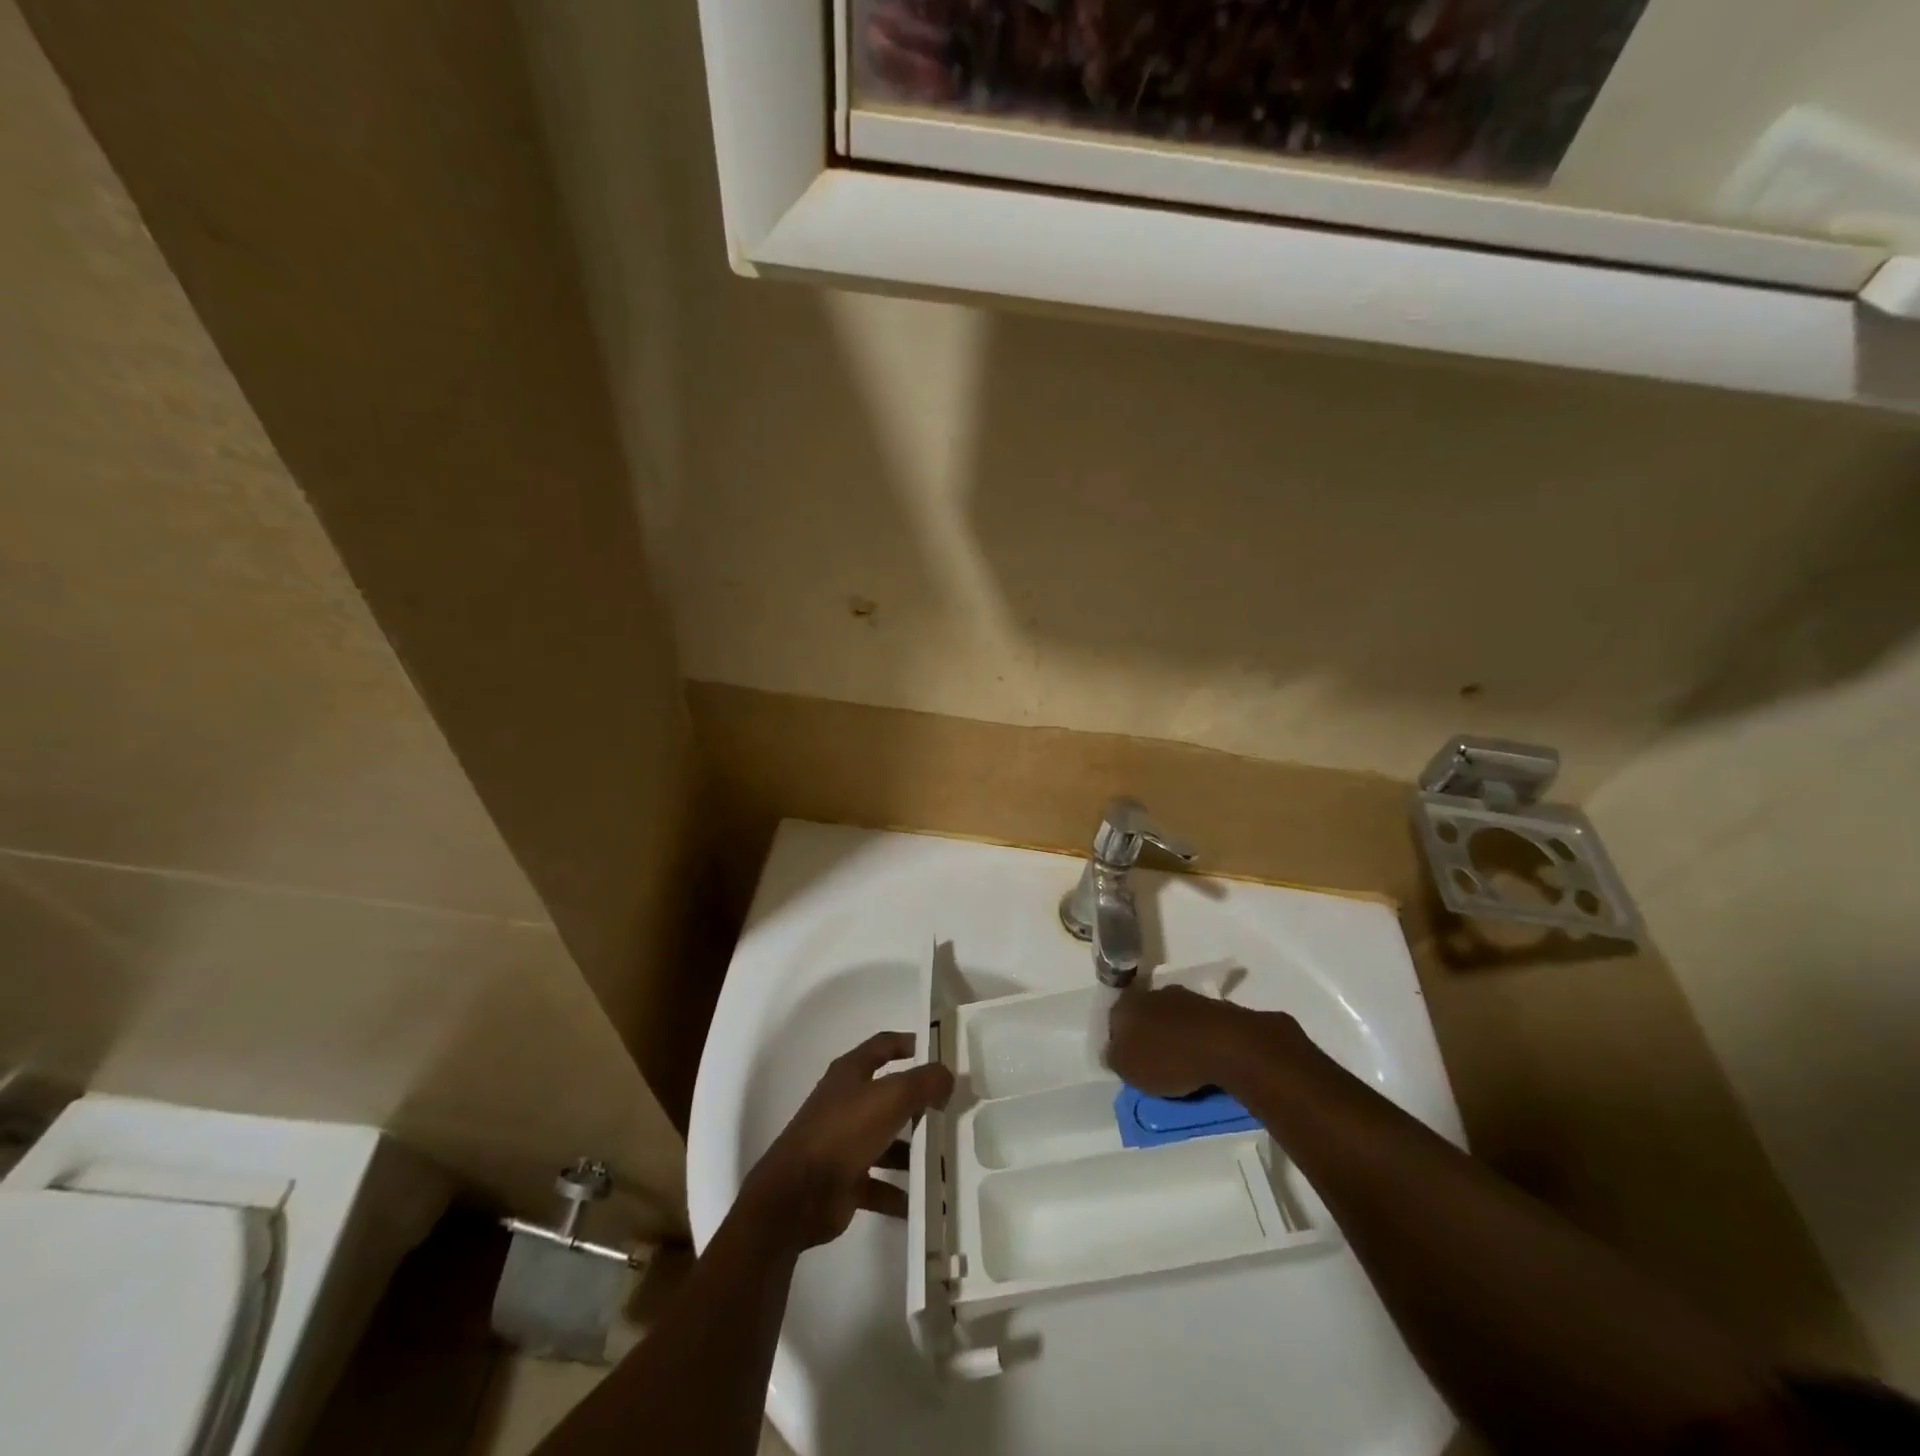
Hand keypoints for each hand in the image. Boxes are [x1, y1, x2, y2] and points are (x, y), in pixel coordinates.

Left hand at [741, 1031, 954, 1249]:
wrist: (796, 1195)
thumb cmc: (844, 1132)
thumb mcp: (891, 1098)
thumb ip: (924, 1082)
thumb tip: (947, 1076)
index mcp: (851, 1073)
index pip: (884, 1045)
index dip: (910, 1043)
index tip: (940, 1051)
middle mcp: (846, 1102)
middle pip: (888, 1094)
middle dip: (919, 1102)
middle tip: (952, 1109)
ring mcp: (844, 1141)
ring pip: (886, 1139)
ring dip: (912, 1149)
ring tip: (945, 1158)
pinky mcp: (845, 1179)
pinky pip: (879, 1182)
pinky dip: (899, 1191)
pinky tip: (924, 1200)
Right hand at [1106, 985, 1271, 1097]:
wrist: (1225, 1045)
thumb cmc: (1167, 1058)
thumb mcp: (1128, 1069)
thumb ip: (1114, 1058)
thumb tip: (1113, 1052)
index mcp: (1125, 1005)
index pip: (1113, 1023)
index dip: (1118, 1044)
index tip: (1128, 1065)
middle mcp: (1150, 993)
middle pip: (1142, 1017)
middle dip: (1146, 1037)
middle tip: (1152, 1065)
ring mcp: (1182, 997)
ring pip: (1169, 1019)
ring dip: (1171, 1036)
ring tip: (1180, 1065)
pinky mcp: (1211, 1006)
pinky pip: (1194, 1025)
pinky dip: (1194, 1040)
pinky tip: (1200, 1059)